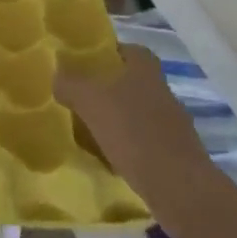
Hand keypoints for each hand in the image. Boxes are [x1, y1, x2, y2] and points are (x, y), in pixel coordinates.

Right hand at [55, 45, 210, 192]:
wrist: (179, 187)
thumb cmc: (133, 132)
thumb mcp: (90, 101)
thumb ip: (70, 83)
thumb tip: (57, 75)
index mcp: (146, 70)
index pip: (129, 49)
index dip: (110, 53)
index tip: (86, 63)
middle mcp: (163, 91)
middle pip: (133, 82)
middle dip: (109, 88)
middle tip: (81, 97)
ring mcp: (173, 124)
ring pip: (138, 113)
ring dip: (119, 119)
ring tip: (90, 130)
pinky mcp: (176, 155)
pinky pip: (145, 142)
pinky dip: (128, 146)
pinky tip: (110, 158)